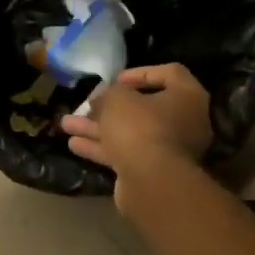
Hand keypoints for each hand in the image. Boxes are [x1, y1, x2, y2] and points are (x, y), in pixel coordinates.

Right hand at [60, 64, 211, 216]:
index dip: (140, 74)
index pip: (170, 74)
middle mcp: (184, 122)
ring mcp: (168, 150)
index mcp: (187, 97)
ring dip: (97, 128)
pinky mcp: (152, 171)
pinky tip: (74, 145)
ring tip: (67, 124)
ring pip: (129, 133)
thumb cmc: (140, 127)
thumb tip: (102, 99)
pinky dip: (101, 148)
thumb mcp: (117, 99)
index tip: (116, 79)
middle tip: (85, 104)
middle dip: (108, 107)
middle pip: (143, 108)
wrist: (151, 181)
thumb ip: (108, 93)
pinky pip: (125, 153)